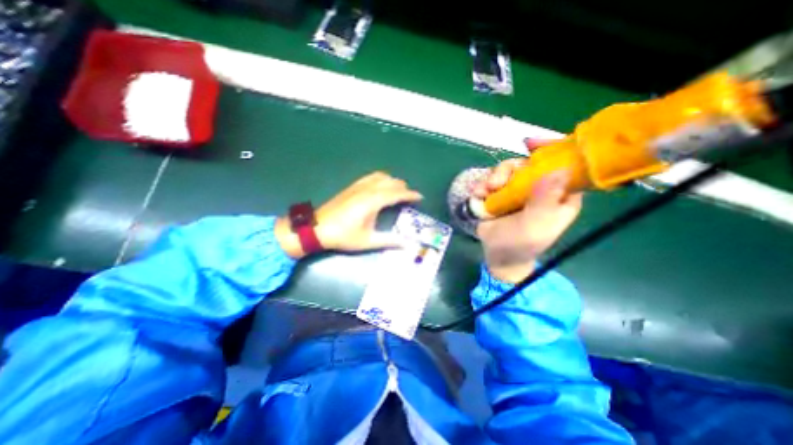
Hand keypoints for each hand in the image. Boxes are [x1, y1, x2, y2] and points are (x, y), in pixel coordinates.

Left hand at [275, 172, 420, 257]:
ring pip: (381, 177)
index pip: (397, 194)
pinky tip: (381, 186)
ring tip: (398, 190)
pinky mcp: (352, 187)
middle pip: (391, 182)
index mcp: (373, 202)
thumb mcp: (368, 241)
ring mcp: (358, 186)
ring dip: (392, 181)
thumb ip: (389, 241)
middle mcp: (367, 190)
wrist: (317, 228)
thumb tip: (407, 244)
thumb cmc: (343, 236)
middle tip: (410, 197)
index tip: (420, 197)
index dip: (410, 195)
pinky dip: (381, 179)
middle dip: (403, 188)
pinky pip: (371, 177)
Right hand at [470, 156, 580, 280]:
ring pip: (507, 171)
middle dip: (509, 170)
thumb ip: (545, 200)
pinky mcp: (501, 194)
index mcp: (560, 195)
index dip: (550, 151)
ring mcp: (518, 190)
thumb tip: (559, 169)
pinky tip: (478, 194)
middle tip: (496, 183)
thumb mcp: (535, 225)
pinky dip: (483, 185)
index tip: (531, 144)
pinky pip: (492, 180)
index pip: (563, 164)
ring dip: (493, 178)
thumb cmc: (521, 244)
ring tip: (484, 191)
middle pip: (528, 164)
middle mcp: (541, 188)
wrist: (498, 254)